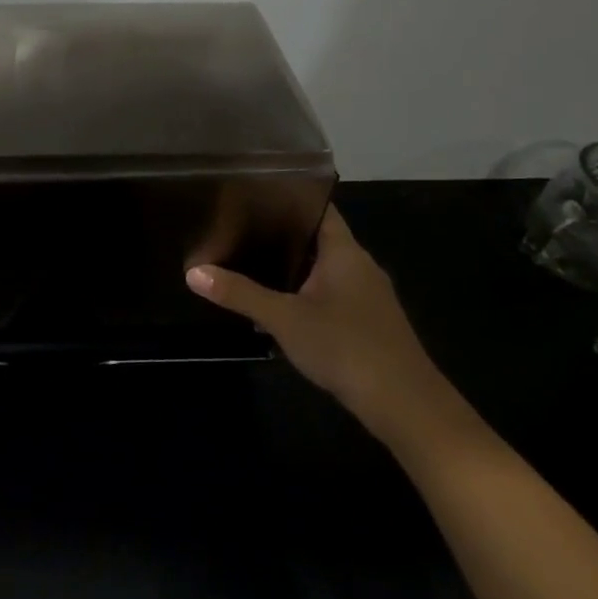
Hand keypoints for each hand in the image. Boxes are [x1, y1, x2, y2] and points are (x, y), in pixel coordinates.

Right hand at [185, 207, 460, 444]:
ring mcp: (366, 296)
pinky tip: (276, 304)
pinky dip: (302, 292)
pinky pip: (329, 293)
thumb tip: (192, 272)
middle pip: (317, 237)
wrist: (405, 405)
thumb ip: (239, 294)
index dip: (288, 196)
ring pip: (322, 268)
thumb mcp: (284, 319)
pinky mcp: (366, 322)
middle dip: (279, 233)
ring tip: (245, 260)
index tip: (250, 192)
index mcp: (345, 252)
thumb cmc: (346, 347)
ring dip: (290, 266)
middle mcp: (359, 266)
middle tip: (235, 226)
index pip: (318, 208)